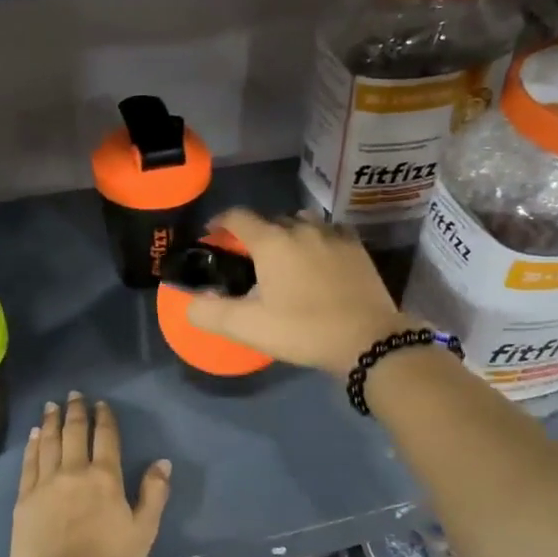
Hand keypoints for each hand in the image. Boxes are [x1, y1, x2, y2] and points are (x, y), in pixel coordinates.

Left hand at [9, 391, 171, 556]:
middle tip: (74, 394)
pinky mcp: (24, 498)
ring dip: (51, 421)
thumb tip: (162, 462)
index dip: (104, 418)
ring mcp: (45, 483)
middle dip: (75, 411)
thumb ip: (154, 494)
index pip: (105, 437)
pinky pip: (29, 462)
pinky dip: (32, 444)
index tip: (100, 403)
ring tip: (52, 406)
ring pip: (48, 442)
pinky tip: (34, 435)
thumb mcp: (144, 532)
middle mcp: (74, 471)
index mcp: (105, 478)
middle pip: (74, 433)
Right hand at [184, 210, 412, 375]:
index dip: (220, 222)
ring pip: (302, 224)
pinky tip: (318, 260)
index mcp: (271, 241)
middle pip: (270, 220)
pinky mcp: (357, 248)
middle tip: (249, 261)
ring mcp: (333, 235)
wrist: (368, 340)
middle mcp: (301, 228)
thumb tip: (189, 302)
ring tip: (285, 259)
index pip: (237, 217)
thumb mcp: (249, 327)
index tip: (212, 235)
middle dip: (255, 235)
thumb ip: (210, 313)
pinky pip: (329, 233)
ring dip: (288, 235)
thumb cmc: (303, 330)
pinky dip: (317, 240)